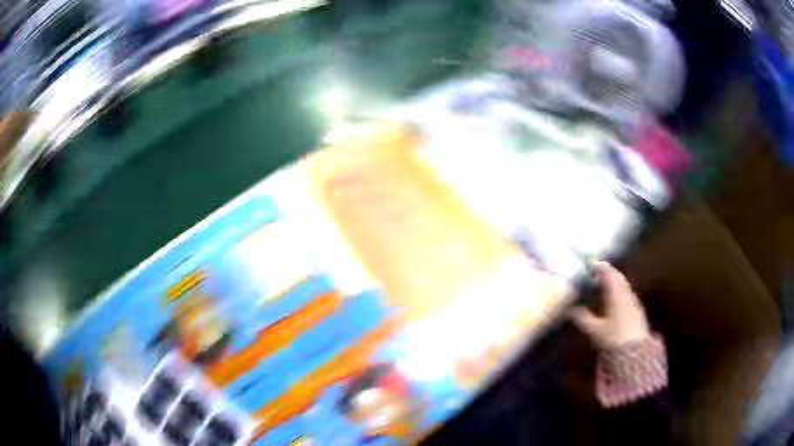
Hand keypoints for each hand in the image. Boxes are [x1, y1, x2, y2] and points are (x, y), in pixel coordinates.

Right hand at [569, 262, 649, 348]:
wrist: (635, 352)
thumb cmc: (613, 338)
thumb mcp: (594, 330)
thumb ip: (582, 318)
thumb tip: (570, 309)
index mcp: (616, 293)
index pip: (607, 273)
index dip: (597, 266)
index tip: (588, 263)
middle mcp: (626, 292)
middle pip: (617, 276)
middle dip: (606, 273)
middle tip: (594, 272)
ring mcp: (633, 301)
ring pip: (622, 285)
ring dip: (612, 282)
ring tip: (601, 285)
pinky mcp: (637, 310)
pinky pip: (626, 294)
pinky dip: (617, 291)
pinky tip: (612, 300)